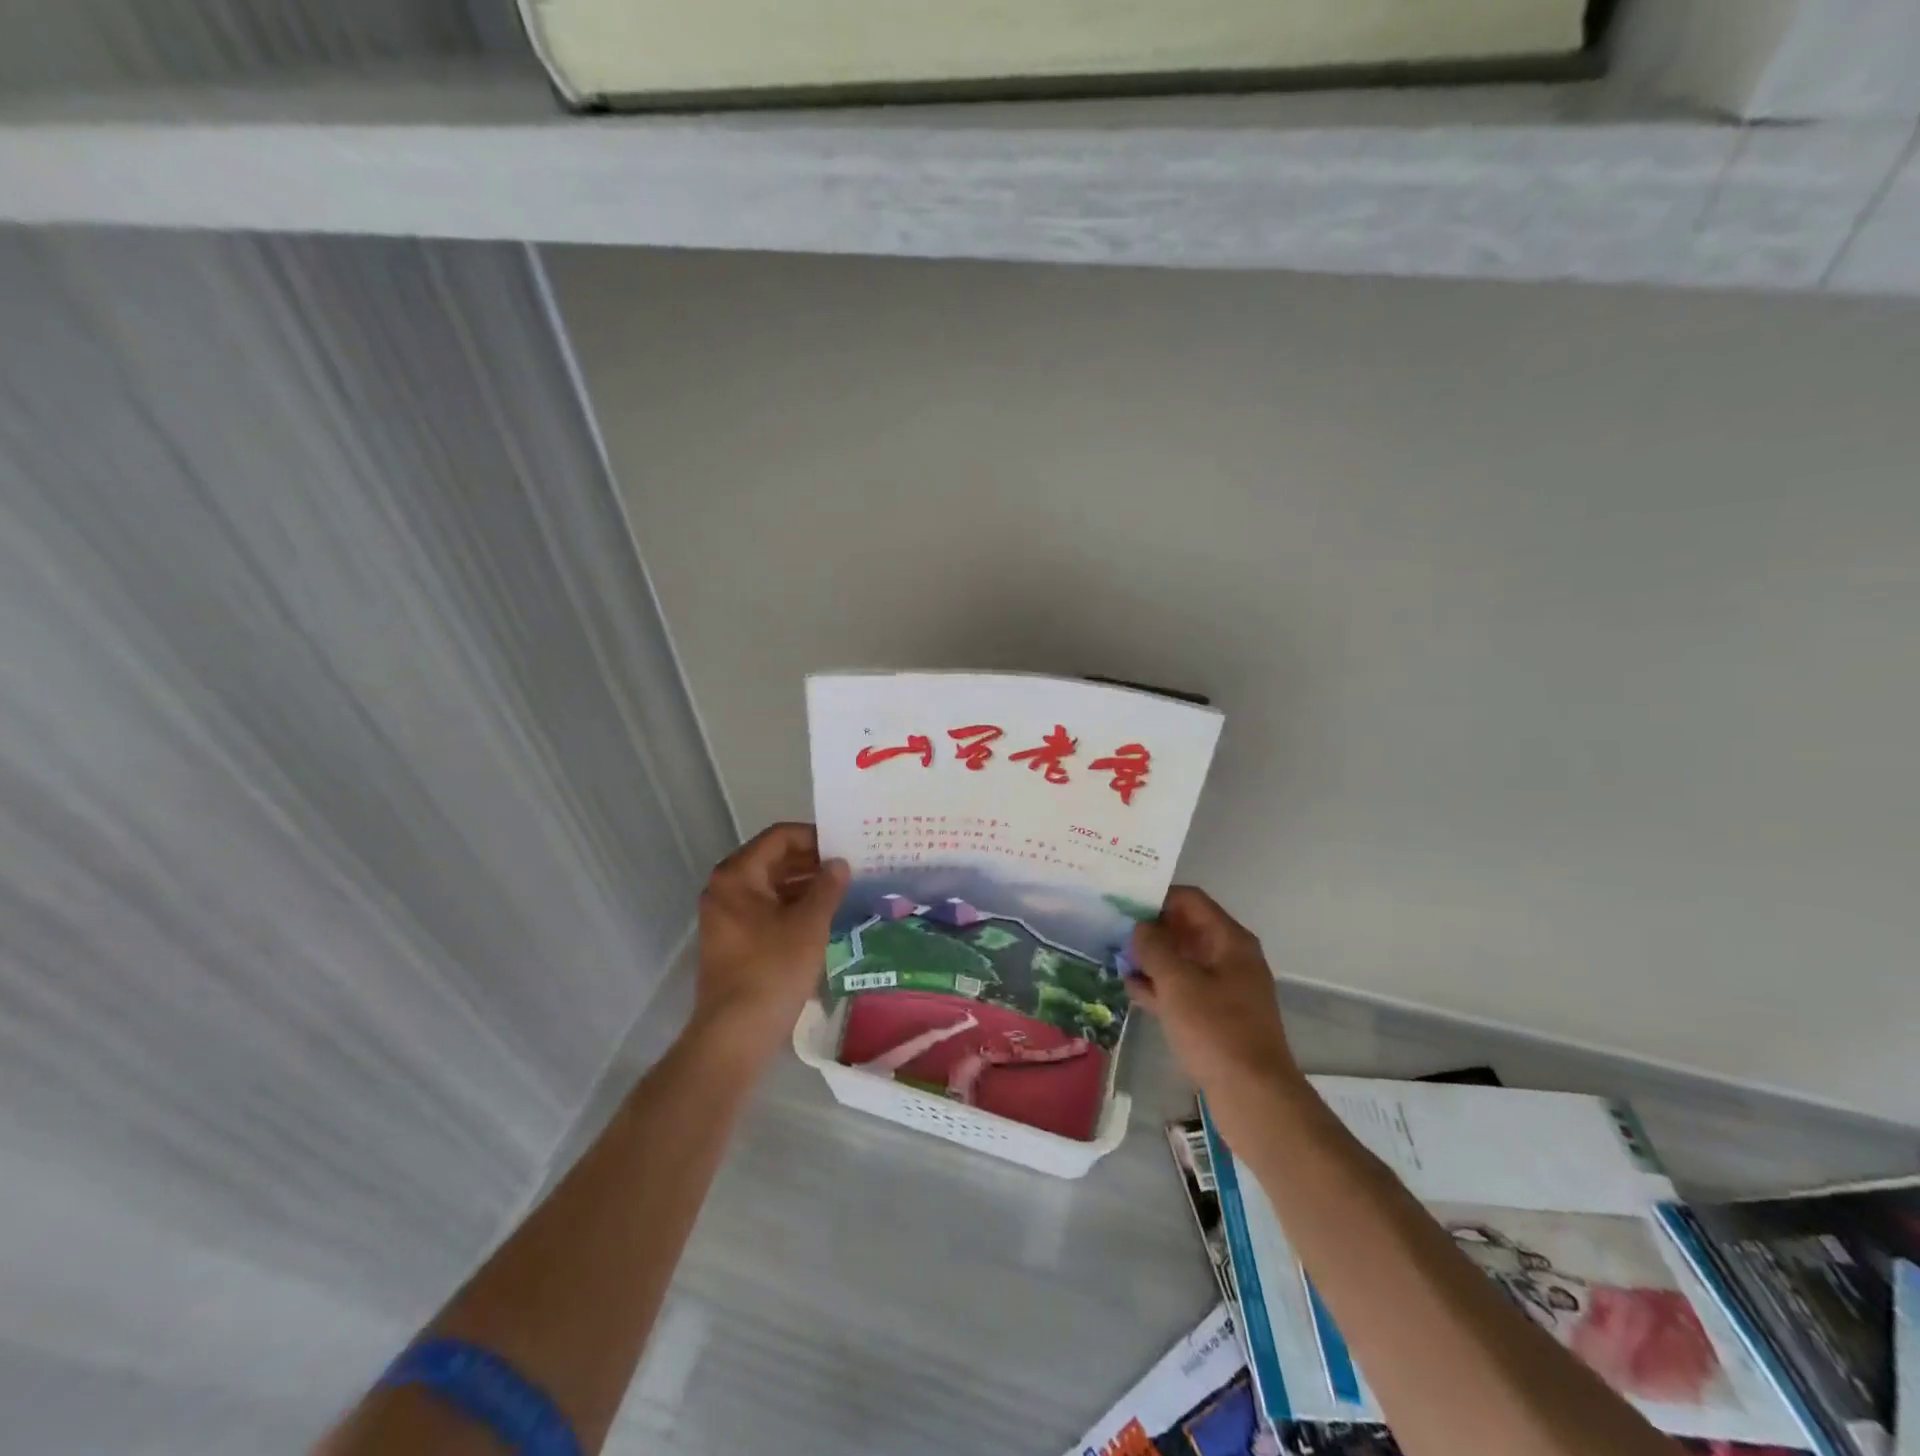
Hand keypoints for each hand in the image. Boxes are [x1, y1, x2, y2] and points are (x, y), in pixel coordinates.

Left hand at [691, 822, 847, 1068]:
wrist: (735, 1033)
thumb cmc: (773, 969)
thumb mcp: (809, 924)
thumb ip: (827, 887)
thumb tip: (839, 864)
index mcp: (737, 875)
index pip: (779, 837)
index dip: (814, 837)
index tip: (845, 845)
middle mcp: (725, 888)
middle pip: (773, 860)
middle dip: (811, 861)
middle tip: (849, 866)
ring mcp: (726, 916)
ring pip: (770, 886)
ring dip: (804, 885)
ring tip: (842, 889)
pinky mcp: (733, 940)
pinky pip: (766, 909)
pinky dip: (792, 906)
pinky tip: (822, 915)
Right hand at [1128, 887, 1304, 1108]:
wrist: (1254, 1097)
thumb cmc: (1216, 1030)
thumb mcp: (1178, 983)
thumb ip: (1154, 947)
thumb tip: (1140, 927)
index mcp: (1230, 941)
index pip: (1190, 900)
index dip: (1157, 897)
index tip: (1122, 902)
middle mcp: (1230, 958)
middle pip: (1185, 929)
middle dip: (1150, 929)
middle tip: (1110, 929)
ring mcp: (1224, 989)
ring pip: (1182, 961)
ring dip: (1151, 958)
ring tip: (1113, 957)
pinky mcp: (1216, 1017)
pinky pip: (1183, 990)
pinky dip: (1159, 986)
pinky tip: (1130, 989)